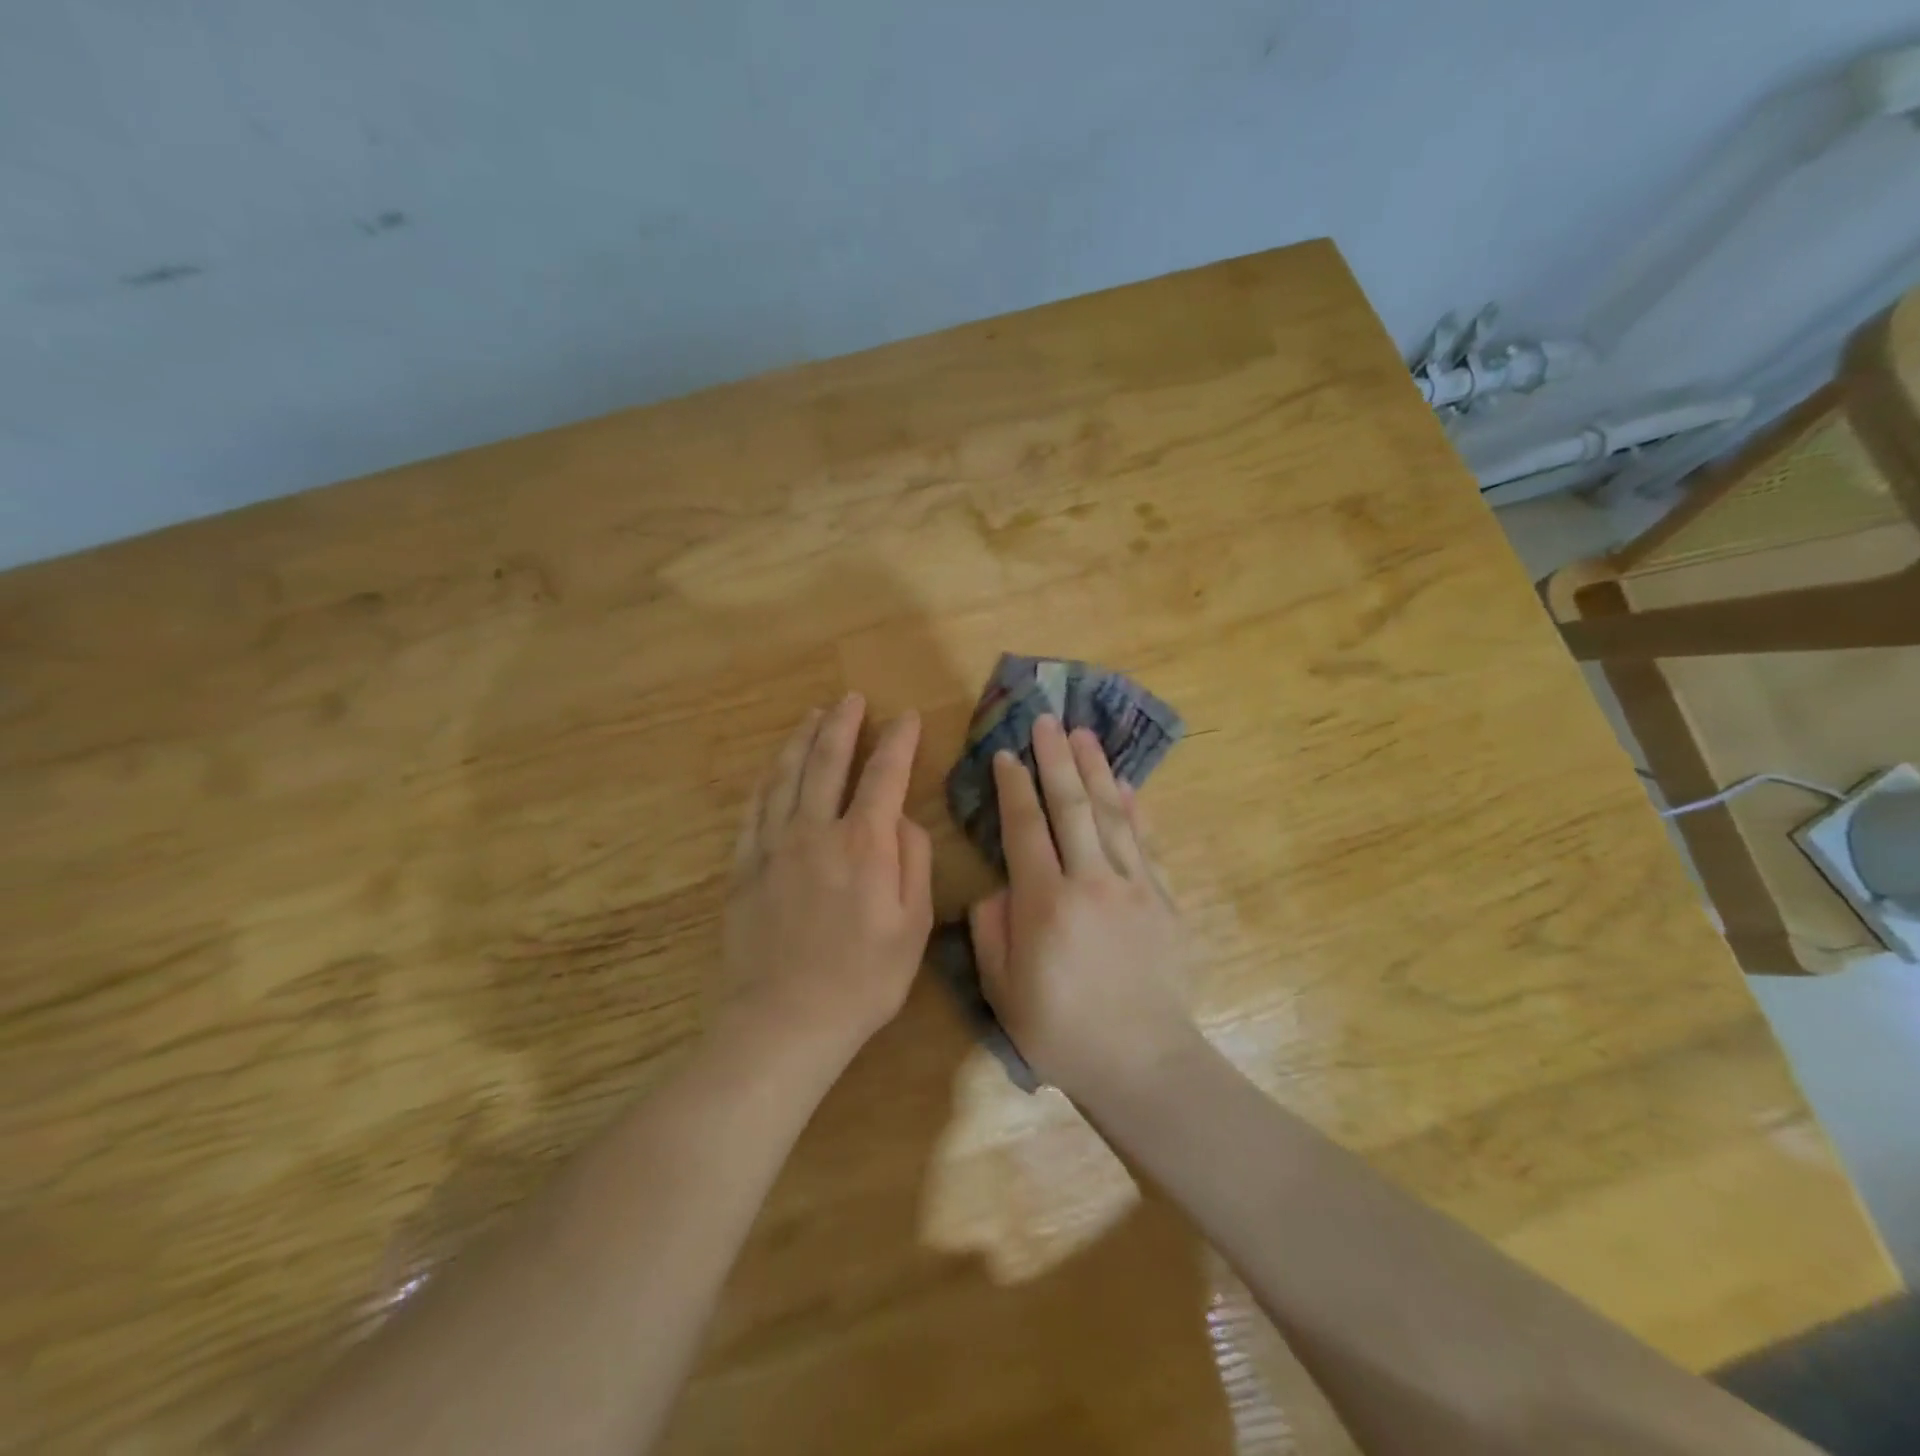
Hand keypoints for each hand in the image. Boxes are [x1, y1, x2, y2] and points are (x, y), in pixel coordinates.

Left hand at [725, 694, 933, 1060]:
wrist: (785, 1021)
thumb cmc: (863, 980)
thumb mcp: (913, 926)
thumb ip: (913, 862)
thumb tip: (902, 819)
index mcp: (864, 843)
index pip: (884, 775)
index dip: (897, 742)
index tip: (906, 717)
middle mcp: (816, 831)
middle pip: (828, 761)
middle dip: (843, 724)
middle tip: (851, 699)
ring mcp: (773, 845)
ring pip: (787, 776)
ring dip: (802, 740)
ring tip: (813, 715)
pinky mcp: (744, 866)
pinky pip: (754, 808)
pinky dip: (768, 779)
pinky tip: (774, 767)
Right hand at [967, 715, 1199, 1100]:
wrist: (1141, 1061)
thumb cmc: (1060, 1030)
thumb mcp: (1001, 989)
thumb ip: (992, 930)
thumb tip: (999, 888)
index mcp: (1045, 902)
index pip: (1026, 828)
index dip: (1013, 787)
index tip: (1005, 754)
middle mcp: (1091, 881)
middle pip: (1071, 806)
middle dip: (1055, 759)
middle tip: (1046, 720)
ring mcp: (1134, 887)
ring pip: (1112, 814)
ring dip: (1095, 770)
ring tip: (1083, 734)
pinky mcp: (1163, 900)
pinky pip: (1145, 842)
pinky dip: (1135, 809)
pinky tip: (1125, 784)